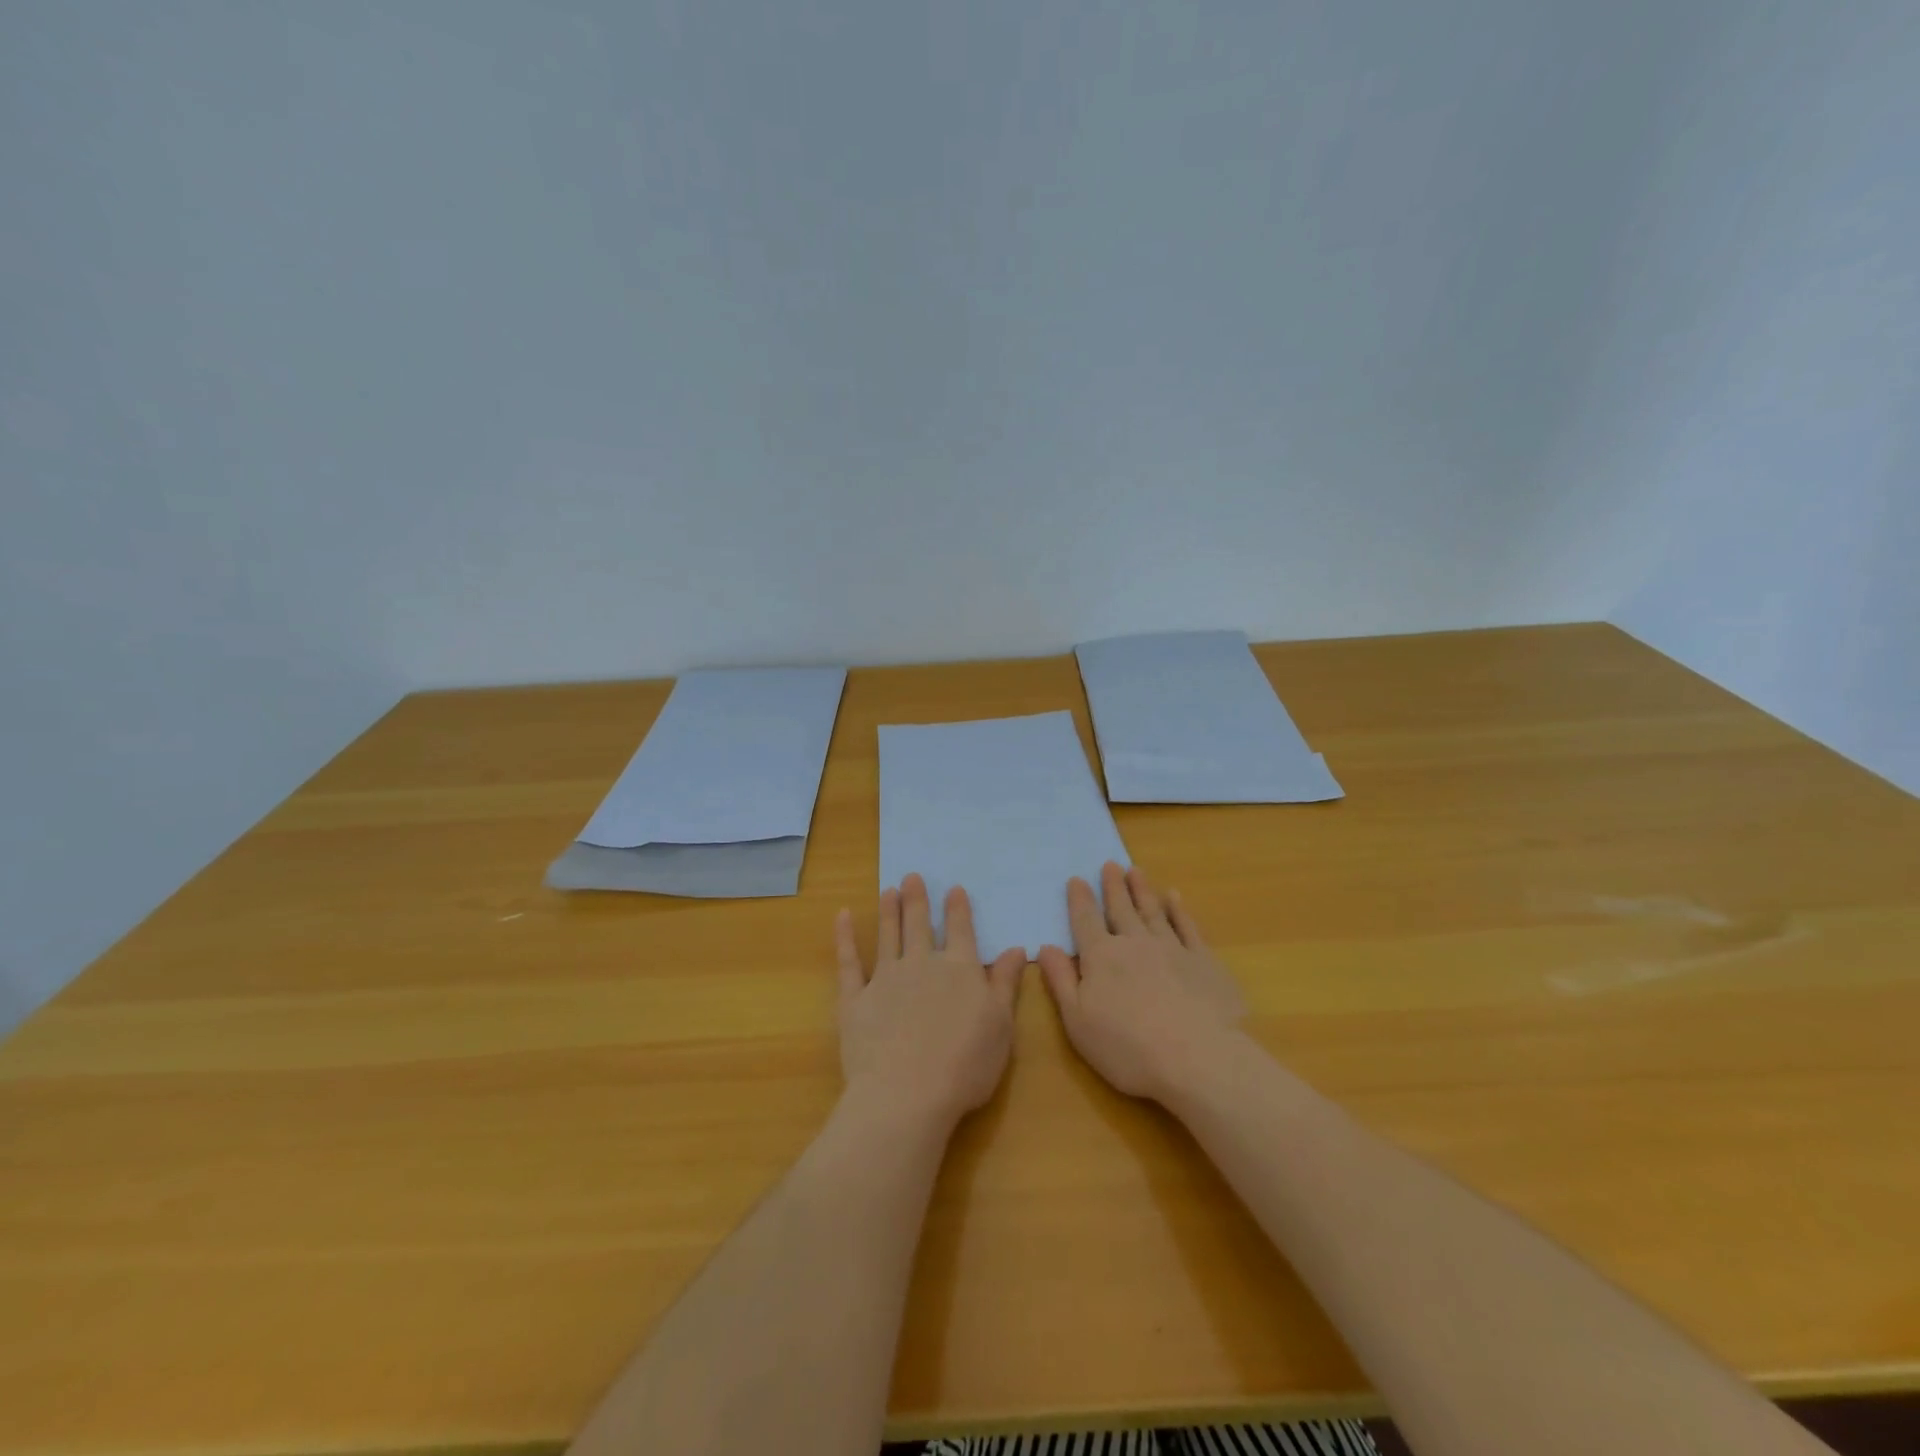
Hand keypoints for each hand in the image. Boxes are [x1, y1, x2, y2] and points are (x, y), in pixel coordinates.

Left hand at [835, 874, 1026, 1130]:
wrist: (907, 1094)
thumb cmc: (965, 1065)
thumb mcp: (1001, 1026)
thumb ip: (1005, 984)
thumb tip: (1015, 948)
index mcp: (959, 969)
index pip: (959, 930)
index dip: (957, 909)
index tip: (953, 889)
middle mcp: (922, 964)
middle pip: (918, 924)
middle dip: (916, 899)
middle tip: (911, 876)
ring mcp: (885, 978)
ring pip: (887, 935)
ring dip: (888, 911)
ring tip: (887, 890)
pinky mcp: (855, 998)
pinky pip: (848, 961)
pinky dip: (844, 938)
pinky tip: (841, 917)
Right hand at [1038, 862, 1247, 1101]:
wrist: (1198, 1058)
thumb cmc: (1127, 1047)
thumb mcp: (1077, 1020)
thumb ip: (1061, 980)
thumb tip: (1045, 947)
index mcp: (1101, 957)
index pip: (1085, 921)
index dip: (1079, 900)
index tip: (1076, 879)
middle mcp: (1134, 943)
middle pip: (1121, 909)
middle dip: (1113, 886)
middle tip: (1110, 864)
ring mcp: (1172, 948)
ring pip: (1153, 911)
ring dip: (1143, 890)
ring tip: (1135, 870)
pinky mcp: (1204, 961)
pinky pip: (1188, 927)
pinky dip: (1179, 910)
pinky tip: (1175, 898)